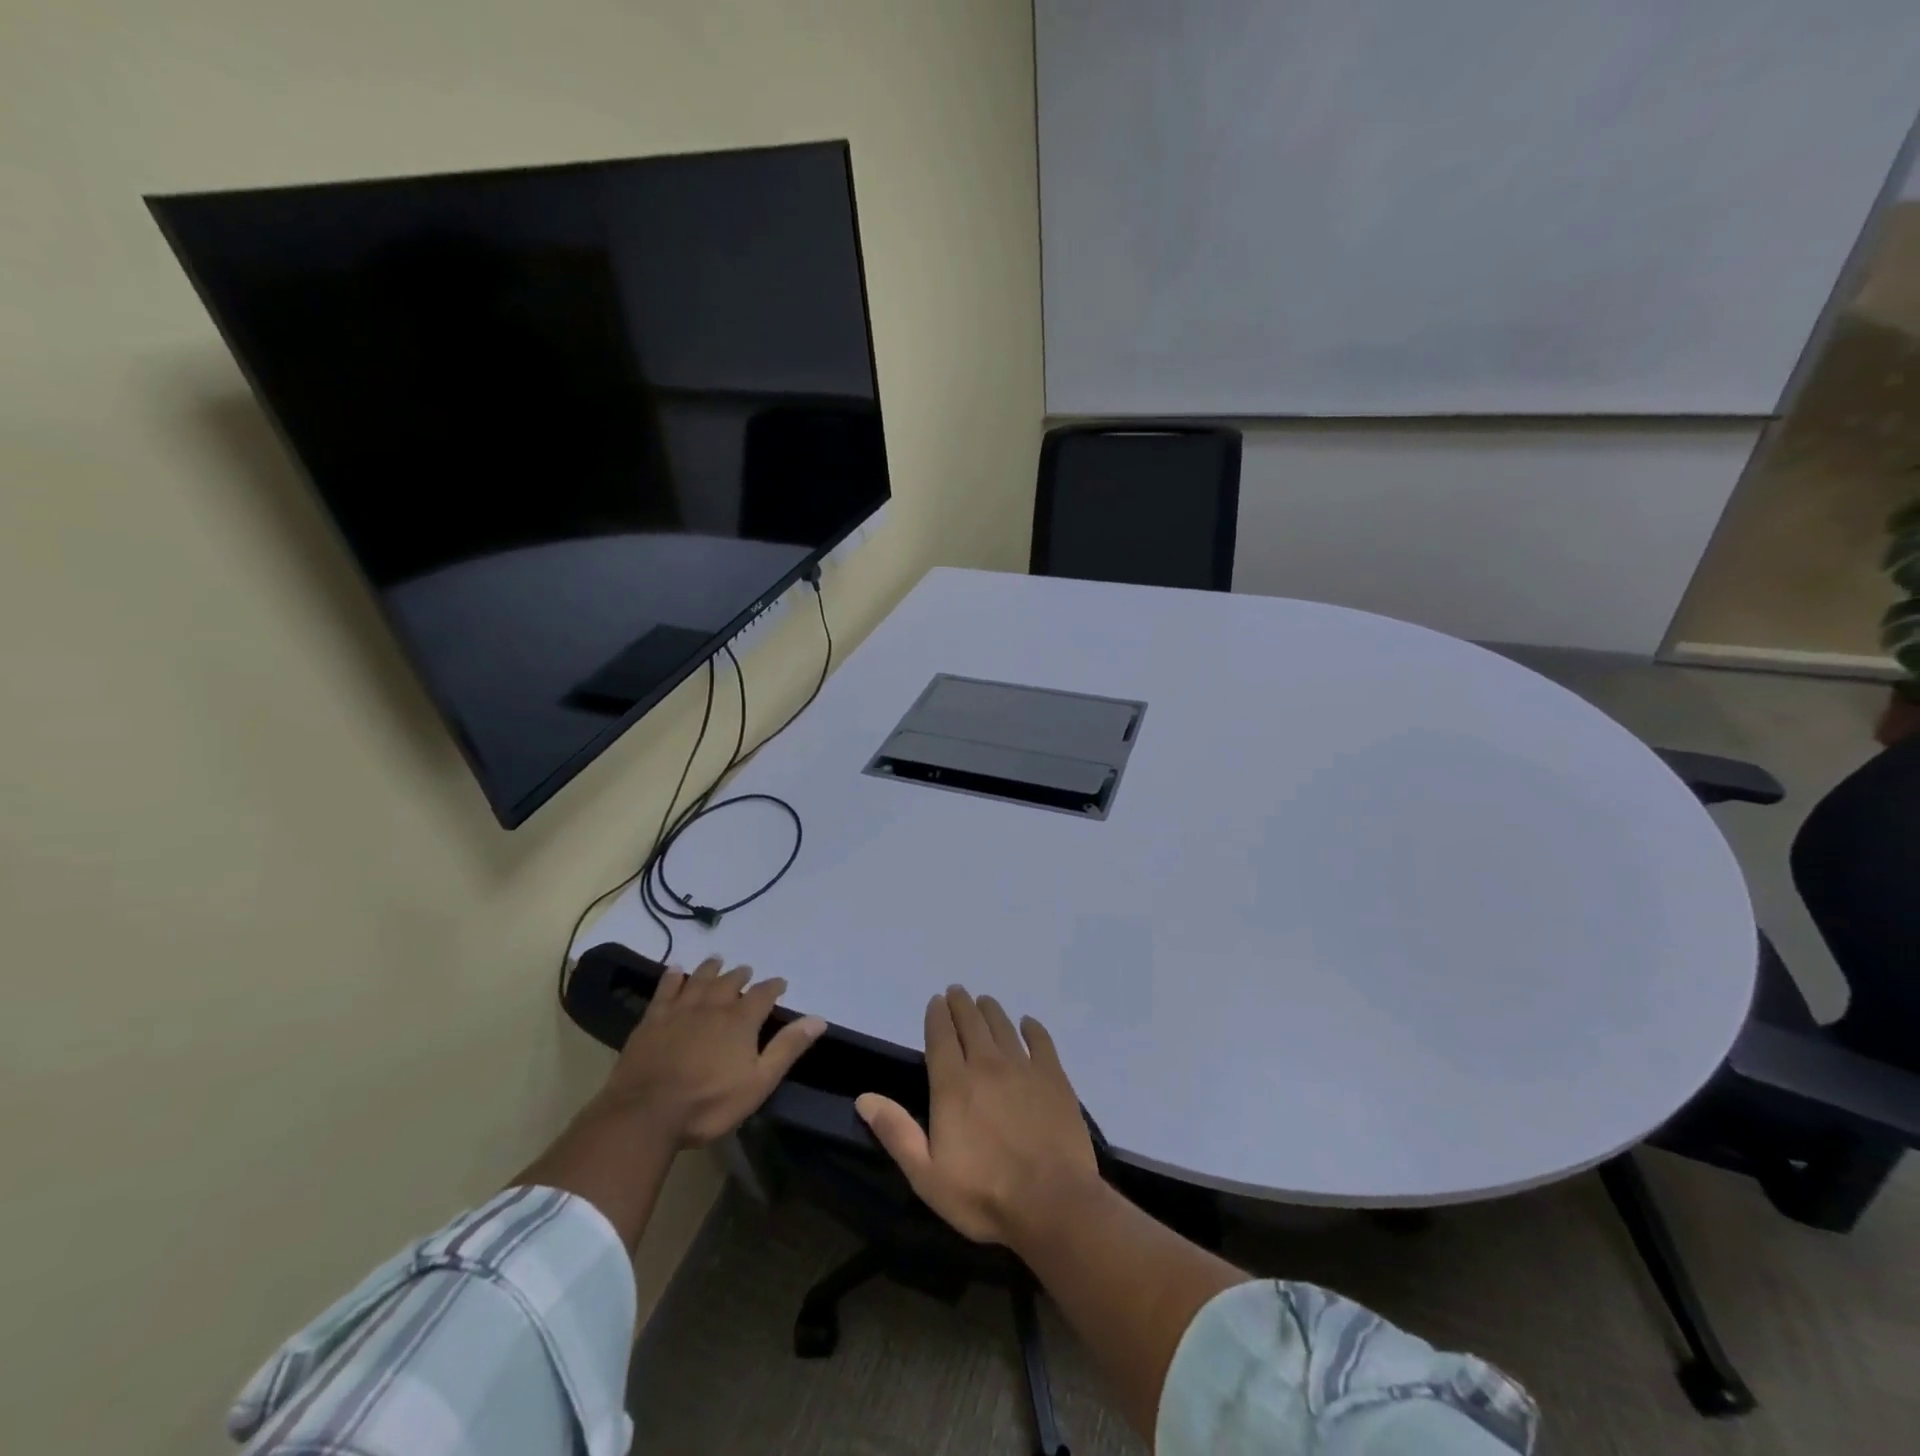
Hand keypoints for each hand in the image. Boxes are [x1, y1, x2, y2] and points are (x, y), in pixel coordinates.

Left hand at [592, 957, 826, 1146]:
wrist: (645, 1114)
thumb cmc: (708, 1103)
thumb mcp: (758, 1082)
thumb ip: (787, 1048)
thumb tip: (818, 1019)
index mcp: (740, 1020)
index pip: (763, 994)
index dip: (773, 986)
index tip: (780, 983)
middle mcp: (713, 1006)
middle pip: (730, 981)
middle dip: (741, 975)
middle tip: (746, 971)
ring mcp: (680, 1010)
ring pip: (700, 979)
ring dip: (711, 968)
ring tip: (717, 961)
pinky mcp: (653, 1019)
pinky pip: (666, 989)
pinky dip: (673, 977)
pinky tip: (676, 971)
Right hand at [856, 986, 1100, 1247]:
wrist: (1052, 1203)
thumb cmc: (984, 1194)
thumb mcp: (926, 1175)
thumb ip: (896, 1132)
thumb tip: (864, 1098)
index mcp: (953, 1084)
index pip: (941, 1036)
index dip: (937, 1015)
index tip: (935, 1001)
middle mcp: (986, 1065)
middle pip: (971, 1023)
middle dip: (961, 1004)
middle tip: (957, 991)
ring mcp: (1023, 1068)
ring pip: (1003, 1026)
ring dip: (991, 1010)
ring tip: (984, 1001)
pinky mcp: (1053, 1078)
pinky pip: (1041, 1041)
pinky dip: (1032, 1028)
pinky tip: (1028, 1024)